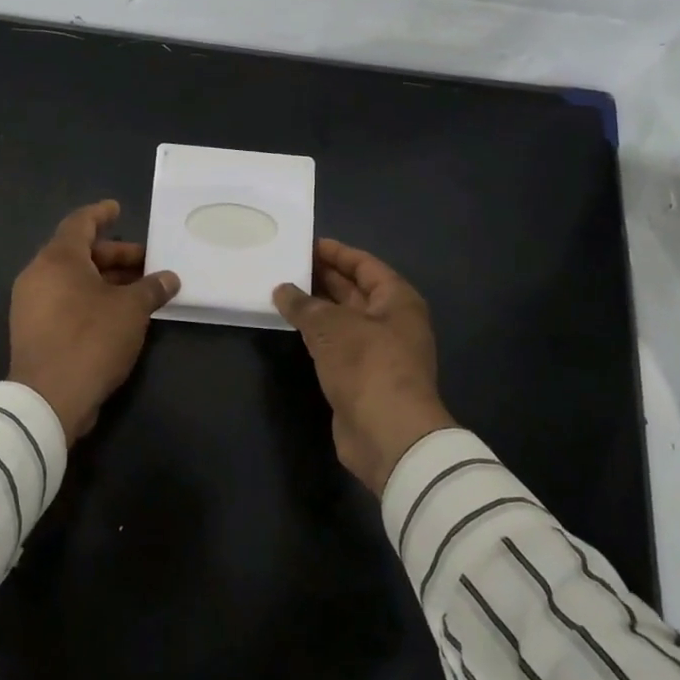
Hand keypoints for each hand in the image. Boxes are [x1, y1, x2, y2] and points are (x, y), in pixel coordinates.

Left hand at [10, 200, 180, 444]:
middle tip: (146, 261)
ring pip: (72, 280)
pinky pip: (65, 301)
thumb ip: (151, 288)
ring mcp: (31, 305)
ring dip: (105, 280)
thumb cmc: (90, 339)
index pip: (80, 223)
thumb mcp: (131, 310)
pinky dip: (91, 299)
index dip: (101, 214)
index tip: (117, 208)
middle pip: (79, 253)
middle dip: (114, 255)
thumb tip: (170, 278)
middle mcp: (38, 275)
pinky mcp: (33, 331)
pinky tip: (118, 314)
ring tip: (138, 289)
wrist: (47, 400)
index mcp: (58, 259)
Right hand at [274, 240, 453, 494]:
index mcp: (397, 300)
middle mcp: (392, 322)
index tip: (305, 244)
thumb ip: (304, 305)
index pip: (364, 265)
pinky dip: (317, 335)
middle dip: (323, 278)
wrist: (389, 435)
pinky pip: (337, 345)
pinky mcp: (362, 378)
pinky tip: (293, 328)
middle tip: (287, 265)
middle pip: (355, 291)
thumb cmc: (368, 365)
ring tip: (282, 292)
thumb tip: (282, 289)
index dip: (336, 253)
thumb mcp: (331, 326)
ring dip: (317, 308)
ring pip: (344, 320)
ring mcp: (379, 352)